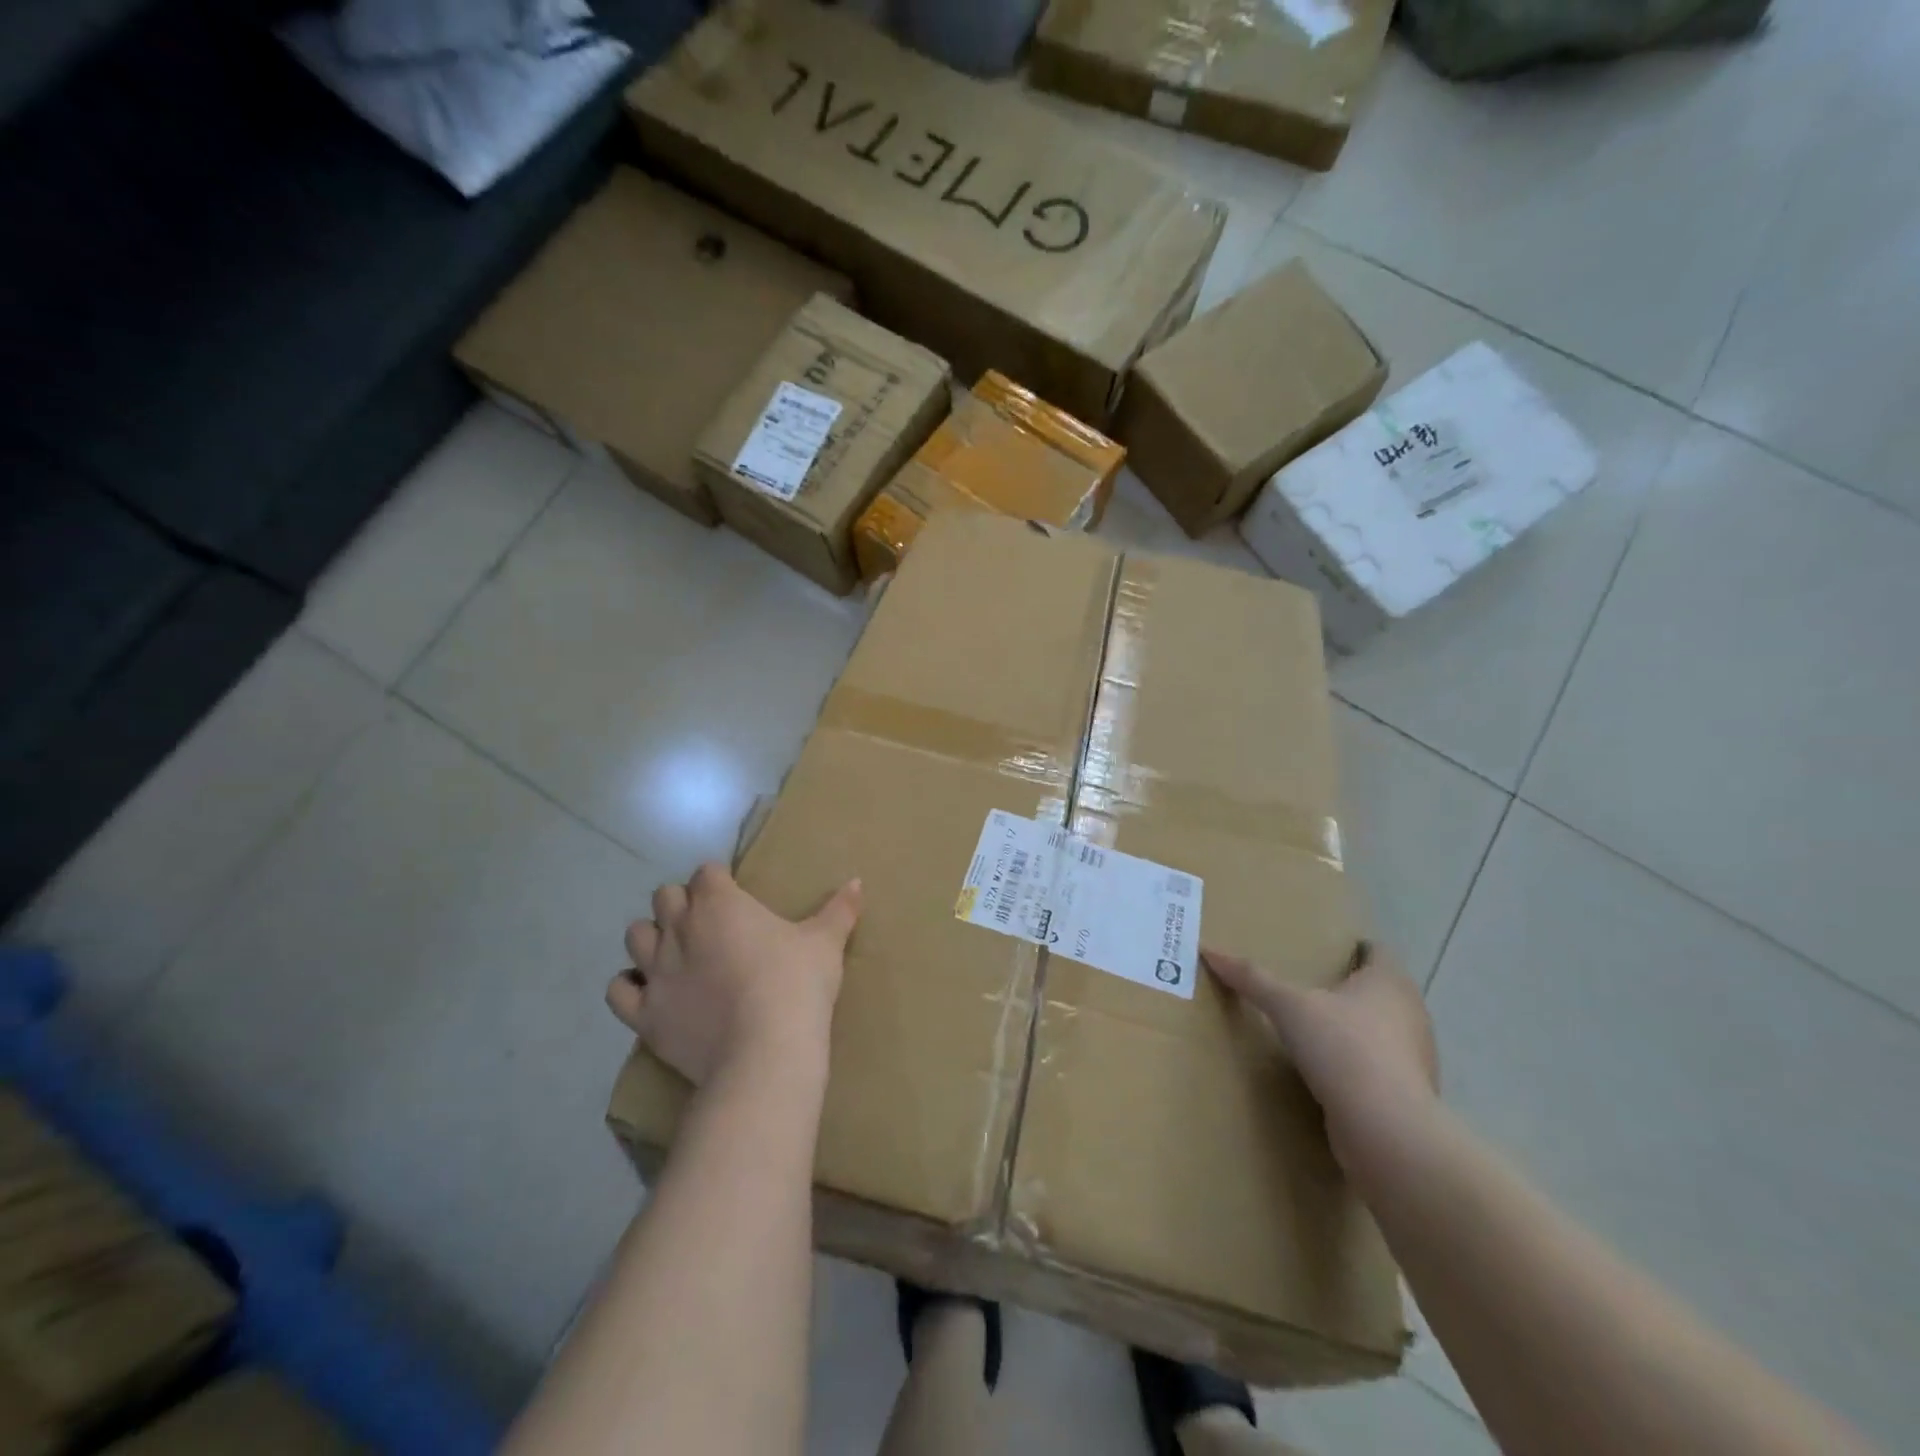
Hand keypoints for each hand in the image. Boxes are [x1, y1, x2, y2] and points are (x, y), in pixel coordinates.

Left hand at [607, 863, 861, 1087]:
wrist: (765, 1049)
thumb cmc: (797, 984)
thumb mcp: (825, 942)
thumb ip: (839, 909)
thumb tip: (858, 881)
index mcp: (719, 902)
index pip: (706, 873)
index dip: (719, 882)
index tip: (735, 897)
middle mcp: (679, 927)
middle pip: (664, 897)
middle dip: (683, 904)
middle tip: (710, 925)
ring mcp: (656, 971)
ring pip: (635, 936)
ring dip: (653, 938)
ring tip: (677, 955)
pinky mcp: (644, 1013)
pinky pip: (619, 990)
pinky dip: (630, 986)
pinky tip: (651, 992)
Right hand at [1205, 942, 1438, 1174]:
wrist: (1387, 1130)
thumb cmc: (1344, 1049)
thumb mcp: (1288, 1006)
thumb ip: (1251, 978)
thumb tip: (1208, 949)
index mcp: (1389, 983)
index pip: (1378, 953)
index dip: (1356, 949)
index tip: (1329, 951)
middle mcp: (1411, 1014)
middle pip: (1382, 992)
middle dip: (1352, 989)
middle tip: (1311, 986)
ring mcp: (1415, 1059)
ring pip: (1384, 1032)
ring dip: (1356, 1030)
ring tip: (1316, 1029)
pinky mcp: (1408, 1096)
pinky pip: (1380, 1070)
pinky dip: (1359, 1067)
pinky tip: (1330, 1072)